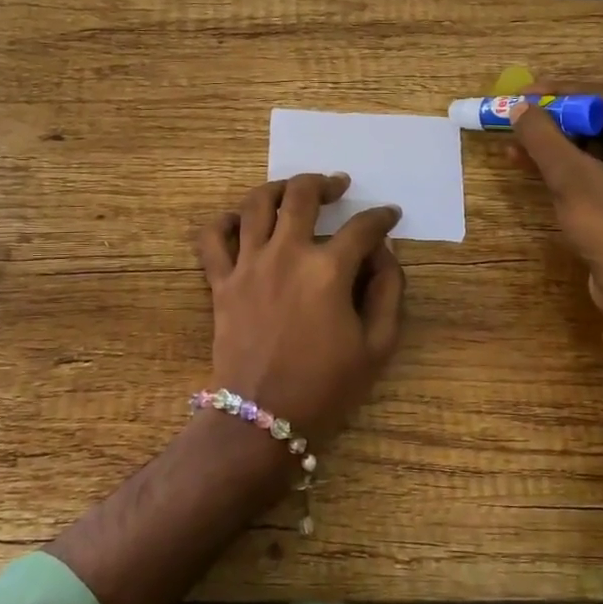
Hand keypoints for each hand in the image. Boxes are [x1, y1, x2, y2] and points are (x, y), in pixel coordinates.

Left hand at [195, 173, 404, 442]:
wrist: (263, 420)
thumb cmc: (326, 388)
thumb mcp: (377, 346)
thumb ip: (388, 292)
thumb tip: (384, 253)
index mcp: (328, 270)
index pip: (362, 228)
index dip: (381, 217)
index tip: (390, 215)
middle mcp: (286, 254)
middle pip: (302, 195)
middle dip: (325, 183)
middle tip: (339, 186)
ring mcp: (248, 265)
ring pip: (256, 203)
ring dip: (278, 188)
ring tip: (292, 191)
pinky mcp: (221, 282)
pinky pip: (212, 238)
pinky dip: (223, 221)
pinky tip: (239, 220)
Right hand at [510, 84, 602, 316]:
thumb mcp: (573, 179)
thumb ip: (543, 138)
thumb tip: (516, 107)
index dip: (561, 91)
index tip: (522, 94)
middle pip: (594, 119)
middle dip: (552, 116)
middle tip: (515, 114)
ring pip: (586, 145)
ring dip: (550, 140)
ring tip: (511, 137)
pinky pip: (585, 168)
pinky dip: (557, 163)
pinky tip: (523, 161)